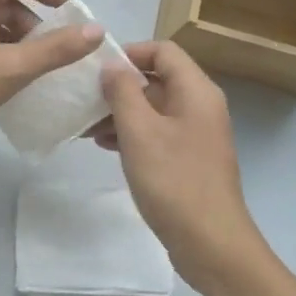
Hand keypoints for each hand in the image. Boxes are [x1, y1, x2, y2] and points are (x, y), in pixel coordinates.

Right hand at [93, 40, 265, 288]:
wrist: (211, 245)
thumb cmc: (174, 181)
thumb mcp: (140, 132)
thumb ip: (123, 92)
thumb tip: (112, 65)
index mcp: (196, 91)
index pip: (163, 50)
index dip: (129, 53)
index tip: (96, 70)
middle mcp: (200, 106)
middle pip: (157, 78)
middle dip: (119, 86)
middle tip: (84, 99)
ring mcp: (196, 134)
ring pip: (154, 107)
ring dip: (121, 112)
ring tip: (87, 127)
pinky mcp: (189, 159)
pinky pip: (157, 132)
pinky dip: (132, 133)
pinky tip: (105, 146)